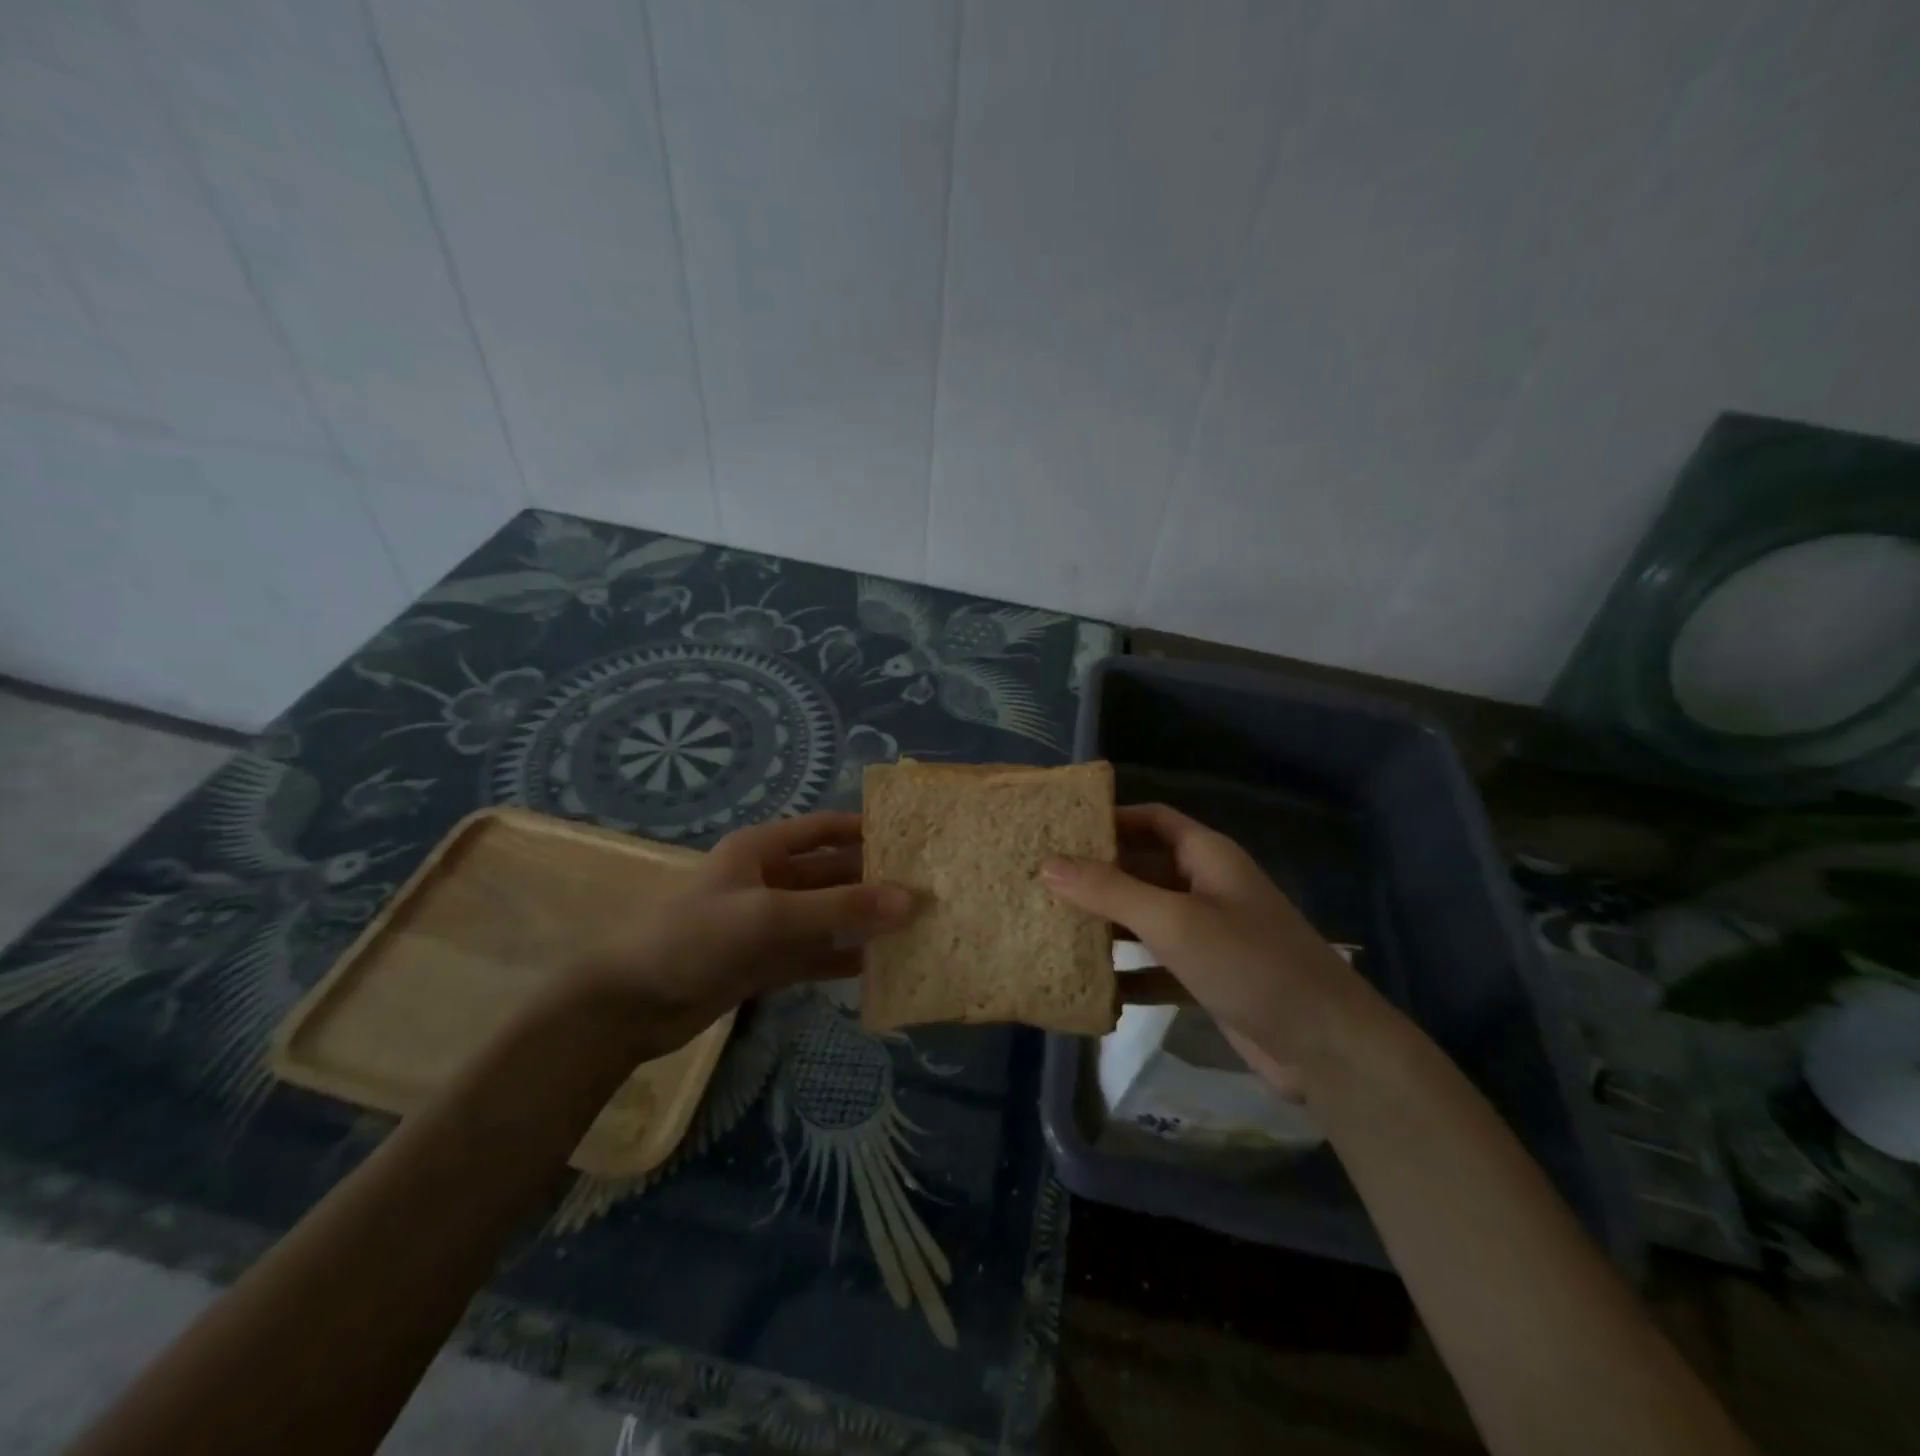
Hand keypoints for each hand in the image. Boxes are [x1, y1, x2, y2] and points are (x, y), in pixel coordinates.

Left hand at [565, 811, 913, 1049]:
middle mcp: (769, 879)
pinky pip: (814, 954)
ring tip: (915, 928)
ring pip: (827, 916)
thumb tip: (910, 900)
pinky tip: (879, 966)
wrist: (628, 1005)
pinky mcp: (765, 962)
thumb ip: (840, 909)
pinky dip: (842, 959)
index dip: (866, 829)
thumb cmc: (694, 938)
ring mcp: (768, 923)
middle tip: (927, 890)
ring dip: (864, 922)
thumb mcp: (770, 916)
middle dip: (874, 880)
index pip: (826, 828)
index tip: (914, 838)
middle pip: (832, 873)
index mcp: (763, 849)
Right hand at [1041, 803, 1363, 1095]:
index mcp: (1206, 857)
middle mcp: (1206, 887)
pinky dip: (1128, 972)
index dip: (1110, 819)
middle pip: (1143, 868)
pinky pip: (1157, 965)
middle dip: (1097, 875)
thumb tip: (1047, 865)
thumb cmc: (1249, 963)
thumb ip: (1110, 891)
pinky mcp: (1207, 977)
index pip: (1152, 820)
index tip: (1059, 831)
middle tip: (1041, 882)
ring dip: (1107, 925)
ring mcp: (1208, 934)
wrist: (1326, 1046)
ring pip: (1146, 918)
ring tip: (1052, 928)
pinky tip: (1091, 987)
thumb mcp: (1174, 921)